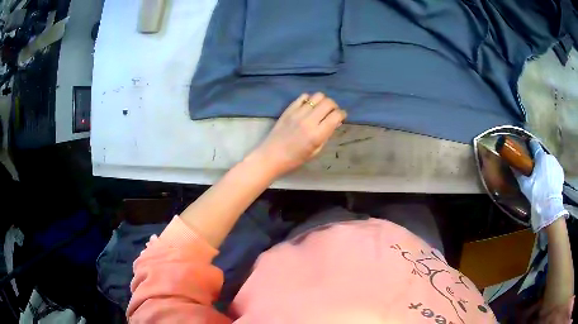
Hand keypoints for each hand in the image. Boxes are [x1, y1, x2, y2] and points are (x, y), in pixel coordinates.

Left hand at [251, 92, 346, 176]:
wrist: (272, 156)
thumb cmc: (295, 158)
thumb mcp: (315, 151)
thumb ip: (326, 134)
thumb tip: (335, 122)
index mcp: (317, 135)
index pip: (336, 116)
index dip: (342, 114)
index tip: (341, 117)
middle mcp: (309, 121)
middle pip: (328, 103)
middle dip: (334, 106)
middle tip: (332, 112)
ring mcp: (298, 113)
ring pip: (317, 96)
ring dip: (323, 101)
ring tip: (320, 108)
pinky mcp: (289, 109)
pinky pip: (303, 97)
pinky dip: (309, 99)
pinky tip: (308, 107)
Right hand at [515, 139, 567, 231]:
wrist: (550, 208)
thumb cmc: (537, 195)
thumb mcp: (525, 187)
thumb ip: (519, 175)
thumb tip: (513, 167)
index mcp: (541, 157)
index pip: (535, 145)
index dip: (531, 145)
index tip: (528, 146)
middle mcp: (549, 156)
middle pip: (543, 156)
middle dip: (540, 161)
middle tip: (536, 171)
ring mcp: (556, 164)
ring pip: (550, 163)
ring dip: (546, 168)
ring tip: (543, 179)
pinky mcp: (561, 173)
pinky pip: (555, 170)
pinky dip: (552, 174)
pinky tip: (550, 183)